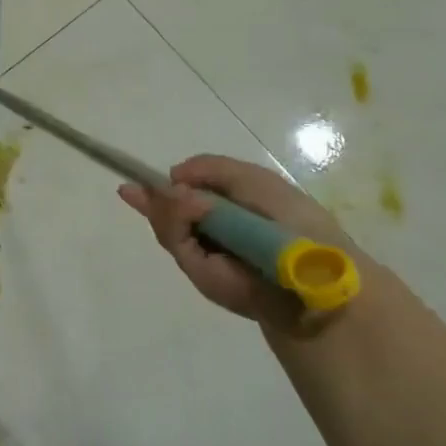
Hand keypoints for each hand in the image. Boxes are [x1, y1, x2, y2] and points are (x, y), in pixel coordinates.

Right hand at [118, 155, 358, 331]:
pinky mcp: (202, 276)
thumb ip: (211, 168)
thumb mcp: (254, 180)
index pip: (188, 194)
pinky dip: (175, 222)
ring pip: (166, 226)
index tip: (131, 181)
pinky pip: (175, 242)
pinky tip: (187, 209)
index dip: (160, 186)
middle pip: (169, 211)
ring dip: (166, 208)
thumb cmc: (293, 222)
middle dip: (153, 198)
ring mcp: (206, 256)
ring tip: (177, 199)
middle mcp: (214, 233)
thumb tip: (171, 177)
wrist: (314, 277)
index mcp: (231, 209)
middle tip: (134, 189)